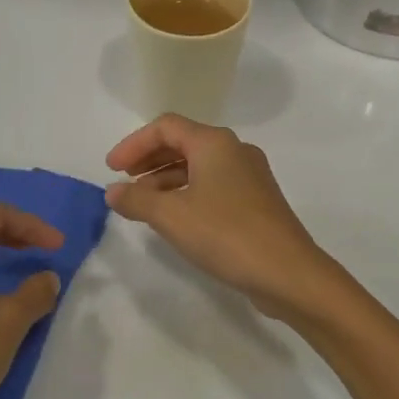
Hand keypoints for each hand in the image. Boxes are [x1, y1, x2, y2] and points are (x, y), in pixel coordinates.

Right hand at [105, 115, 338, 319]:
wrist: (288, 272)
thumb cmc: (226, 234)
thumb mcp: (171, 216)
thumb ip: (136, 200)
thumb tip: (112, 191)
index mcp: (215, 143)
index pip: (166, 126)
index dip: (134, 144)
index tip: (111, 169)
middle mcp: (235, 151)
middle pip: (183, 142)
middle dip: (149, 160)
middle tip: (124, 182)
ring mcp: (250, 176)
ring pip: (199, 166)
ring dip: (166, 180)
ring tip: (142, 205)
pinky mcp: (257, 201)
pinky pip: (213, 186)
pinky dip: (187, 194)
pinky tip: (175, 218)